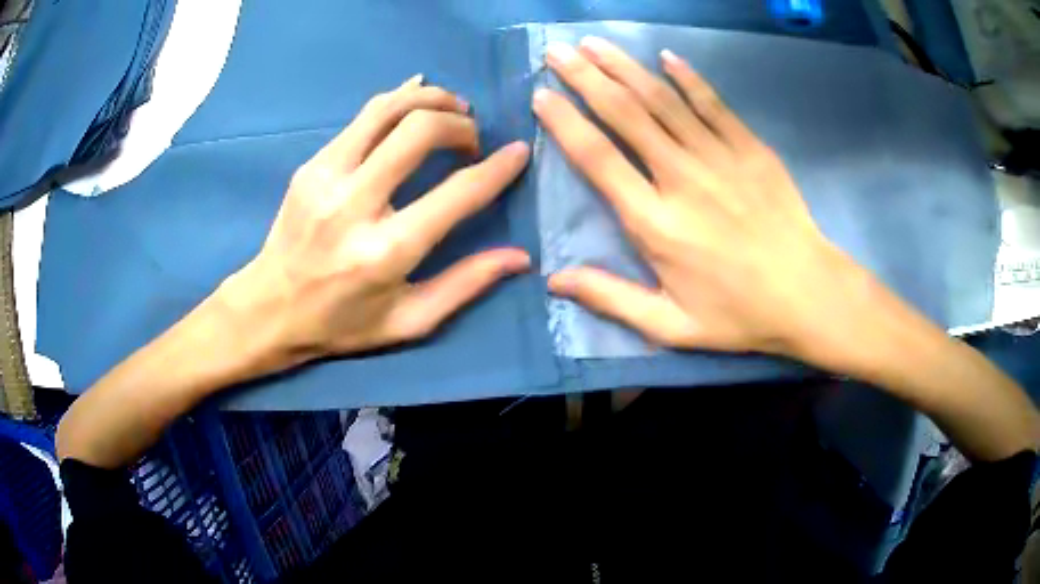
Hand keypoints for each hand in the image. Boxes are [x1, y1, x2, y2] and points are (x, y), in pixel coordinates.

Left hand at [221, 76, 530, 369]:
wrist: (269, 308)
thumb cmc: (341, 323)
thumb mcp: (409, 321)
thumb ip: (465, 285)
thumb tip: (520, 257)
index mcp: (385, 252)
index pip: (456, 193)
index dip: (497, 168)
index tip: (519, 152)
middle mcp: (354, 205)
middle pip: (419, 131)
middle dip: (460, 124)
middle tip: (472, 139)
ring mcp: (326, 177)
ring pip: (388, 109)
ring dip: (431, 100)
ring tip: (452, 109)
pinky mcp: (311, 164)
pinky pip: (363, 116)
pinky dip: (399, 101)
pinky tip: (417, 102)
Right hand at [533, 38, 864, 360]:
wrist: (807, 295)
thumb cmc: (738, 314)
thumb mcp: (670, 325)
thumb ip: (612, 299)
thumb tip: (554, 281)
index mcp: (656, 223)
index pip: (598, 158)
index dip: (564, 122)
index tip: (541, 95)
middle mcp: (682, 178)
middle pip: (625, 114)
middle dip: (585, 77)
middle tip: (556, 51)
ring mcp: (720, 157)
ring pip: (662, 100)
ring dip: (624, 66)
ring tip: (593, 42)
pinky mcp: (750, 148)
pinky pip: (713, 103)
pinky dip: (688, 77)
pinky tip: (665, 56)